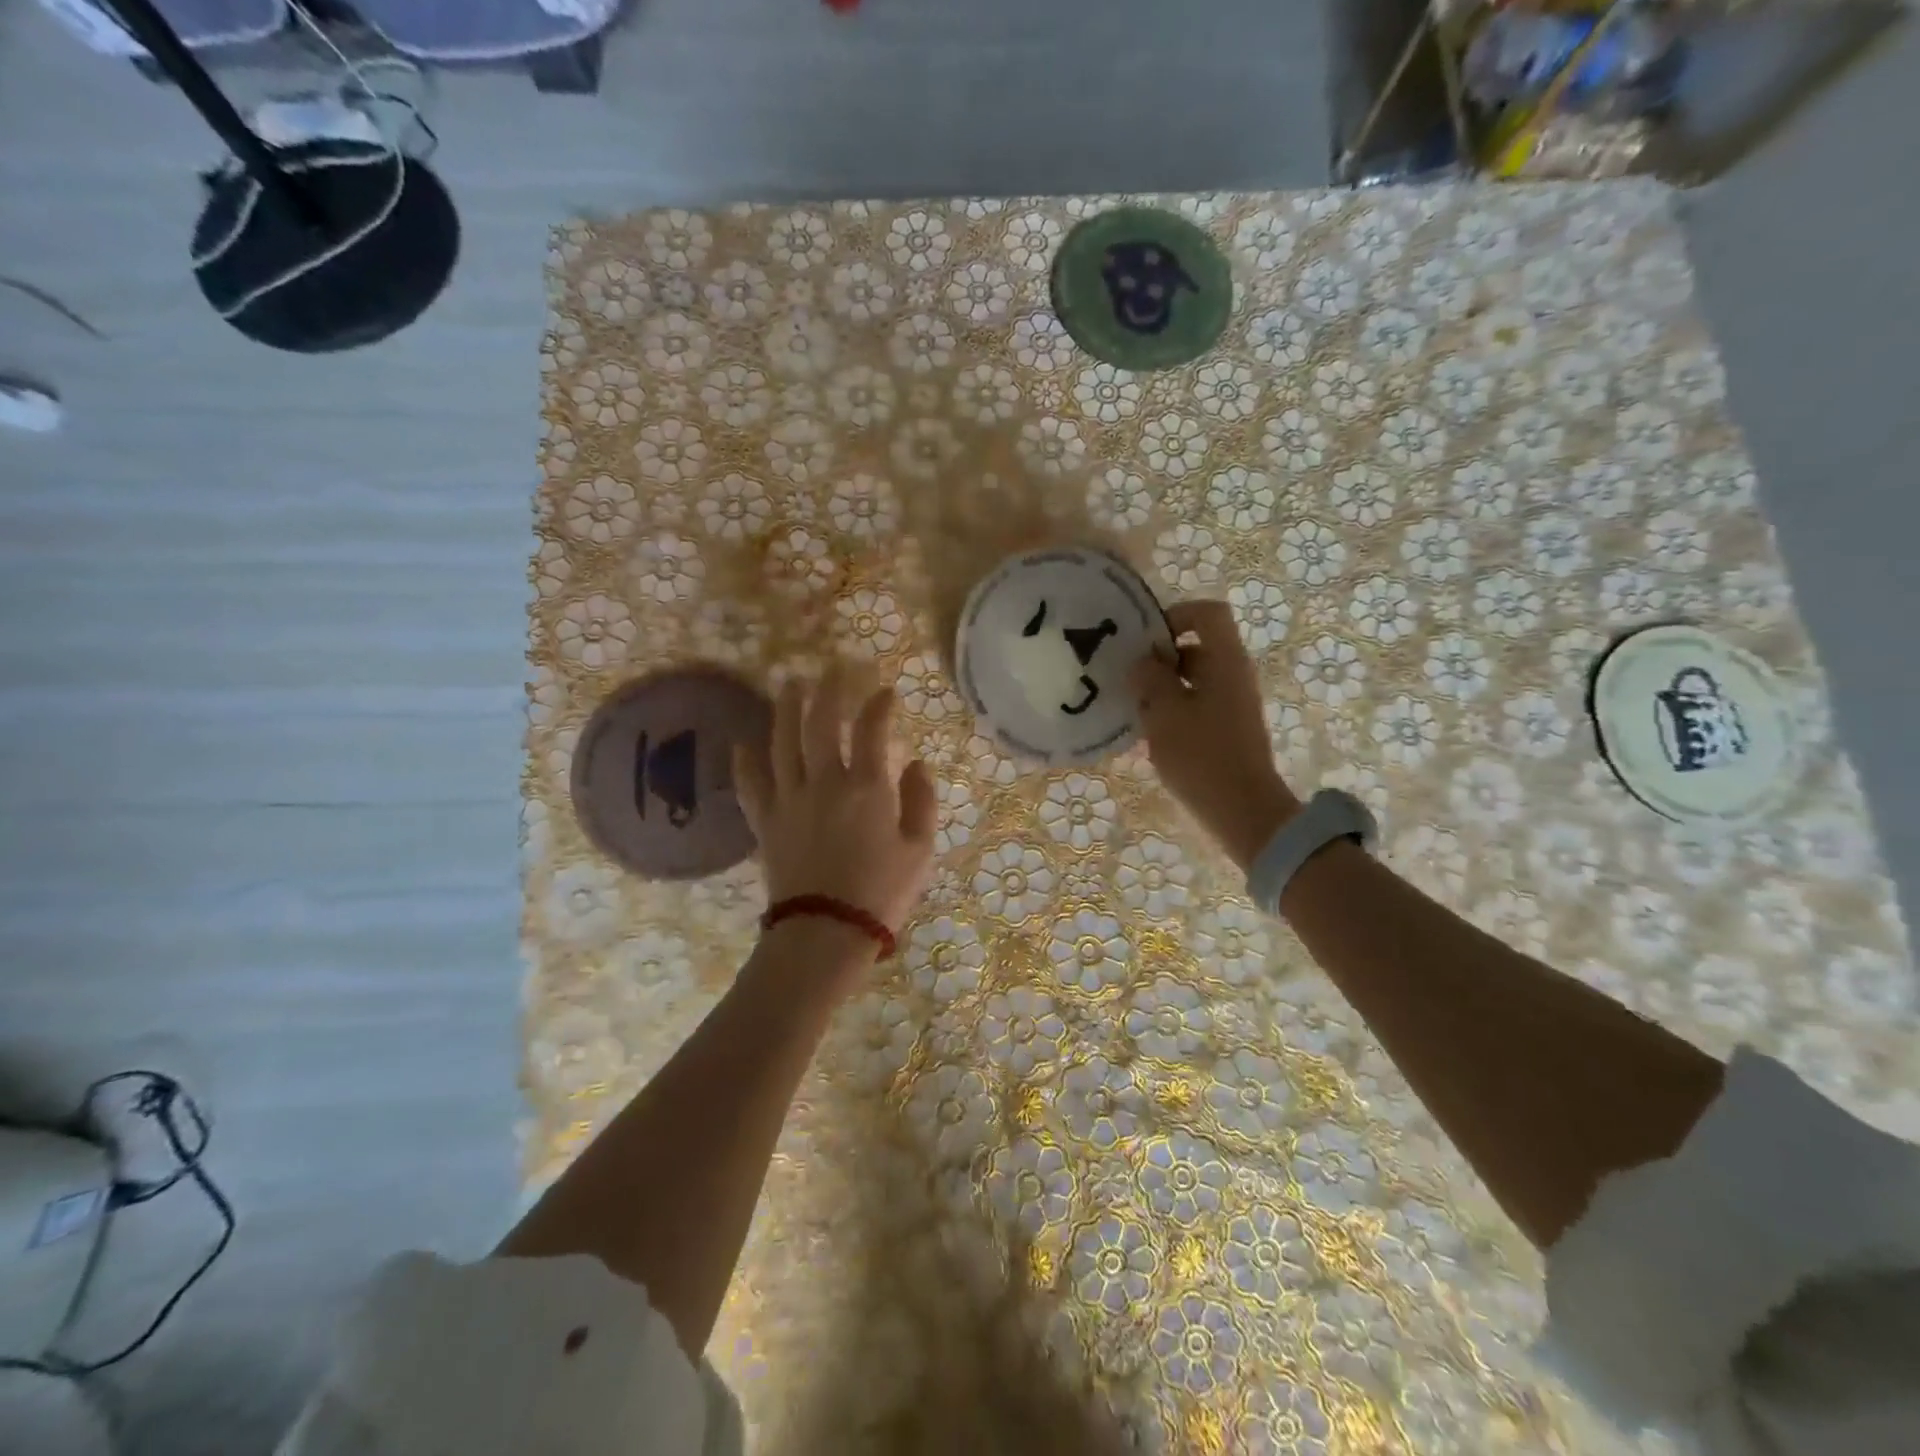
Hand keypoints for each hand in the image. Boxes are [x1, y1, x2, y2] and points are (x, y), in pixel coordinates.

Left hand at [734, 665, 938, 955]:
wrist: (825, 933)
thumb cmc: (881, 893)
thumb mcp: (920, 850)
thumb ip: (921, 801)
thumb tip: (918, 764)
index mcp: (867, 787)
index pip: (872, 729)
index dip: (879, 704)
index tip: (885, 691)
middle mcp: (825, 781)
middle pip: (821, 723)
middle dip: (828, 690)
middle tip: (831, 668)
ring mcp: (789, 799)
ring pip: (782, 742)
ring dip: (787, 709)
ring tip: (790, 685)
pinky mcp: (766, 822)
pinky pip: (750, 784)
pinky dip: (745, 761)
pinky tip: (743, 742)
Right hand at [1129, 600, 1300, 871]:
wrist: (1242, 811)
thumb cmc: (1201, 756)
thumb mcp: (1165, 713)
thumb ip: (1150, 679)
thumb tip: (1143, 662)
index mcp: (1224, 661)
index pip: (1207, 613)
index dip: (1175, 615)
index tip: (1145, 641)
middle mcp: (1233, 674)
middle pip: (1196, 647)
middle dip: (1159, 660)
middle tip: (1128, 680)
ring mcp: (1233, 703)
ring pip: (1192, 679)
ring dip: (1162, 688)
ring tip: (1134, 710)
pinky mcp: (1228, 728)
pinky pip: (1196, 704)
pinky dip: (1172, 710)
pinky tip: (1149, 733)